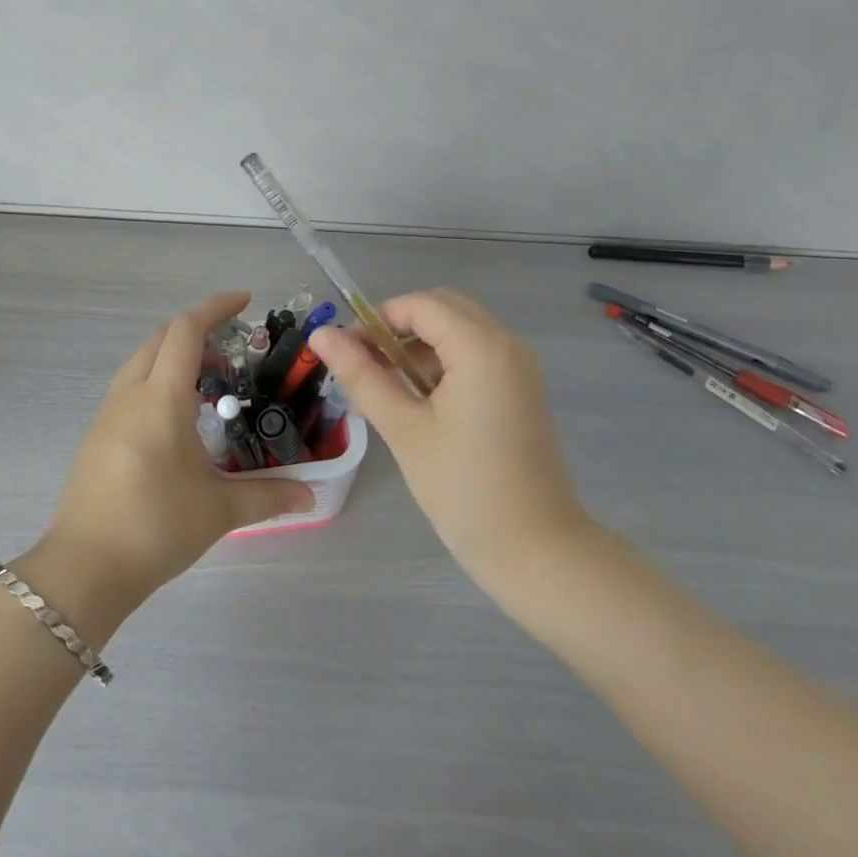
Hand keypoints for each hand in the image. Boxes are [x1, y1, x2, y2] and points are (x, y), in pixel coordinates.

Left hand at [32, 292, 314, 611]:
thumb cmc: (156, 526)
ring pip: (140, 363)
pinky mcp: (96, 438)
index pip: (185, 330)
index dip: (215, 307)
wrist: (84, 568)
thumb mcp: (220, 510)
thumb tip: (311, 496)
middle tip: (231, 354)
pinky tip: (177, 421)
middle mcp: (130, 395)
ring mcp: (107, 415)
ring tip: (208, 387)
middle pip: (160, 339)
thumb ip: (269, 495)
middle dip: (195, 332)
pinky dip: (156, 382)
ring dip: (173, 358)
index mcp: (161, 398)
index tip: (244, 301)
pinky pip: (129, 389)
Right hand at [311, 289, 588, 592]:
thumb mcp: (404, 429)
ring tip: (382, 390)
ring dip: (417, 348)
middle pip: (442, 310)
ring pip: (458, 333)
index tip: (344, 354)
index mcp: (482, 346)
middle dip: (396, 329)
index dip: (375, 320)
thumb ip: (362, 375)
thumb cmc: (464, 489)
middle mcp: (507, 344)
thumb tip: (321, 335)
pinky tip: (415, 403)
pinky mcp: (520, 392)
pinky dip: (441, 366)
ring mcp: (518, 368)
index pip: (419, 305)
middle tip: (363, 368)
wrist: (536, 550)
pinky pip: (474, 357)